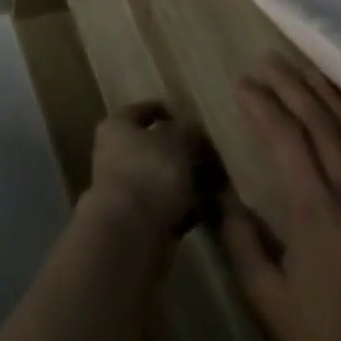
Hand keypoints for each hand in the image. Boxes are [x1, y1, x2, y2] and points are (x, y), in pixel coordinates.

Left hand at [85, 100, 208, 239]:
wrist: (131, 230)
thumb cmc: (149, 172)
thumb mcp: (174, 142)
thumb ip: (186, 130)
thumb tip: (192, 127)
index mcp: (117, 126)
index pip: (142, 110)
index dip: (166, 111)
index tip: (193, 118)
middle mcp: (116, 152)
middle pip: (155, 146)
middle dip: (185, 151)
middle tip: (217, 156)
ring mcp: (127, 186)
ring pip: (164, 177)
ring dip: (190, 181)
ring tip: (223, 183)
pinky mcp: (140, 218)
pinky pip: (169, 205)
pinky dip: (189, 207)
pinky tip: (214, 210)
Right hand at [220, 56, 340, 340]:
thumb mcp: (267, 299)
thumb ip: (241, 237)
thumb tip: (224, 195)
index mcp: (318, 214)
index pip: (286, 139)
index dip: (262, 104)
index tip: (241, 82)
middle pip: (327, 129)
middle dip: (296, 89)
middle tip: (272, 61)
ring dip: (337, 105)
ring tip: (313, 76)